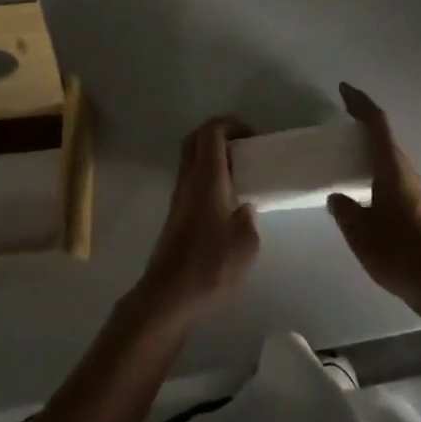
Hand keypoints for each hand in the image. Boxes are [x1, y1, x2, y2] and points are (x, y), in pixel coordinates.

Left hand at [133, 116, 260, 326]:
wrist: (168, 297)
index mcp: (207, 178)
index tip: (251, 137)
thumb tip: (244, 208)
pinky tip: (225, 199)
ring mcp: (178, 196)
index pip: (212, 132)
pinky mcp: (175, 214)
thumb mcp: (246, 245)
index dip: (231, 125)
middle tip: (243, 148)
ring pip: (192, 158)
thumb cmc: (210, 266)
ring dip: (212, 155)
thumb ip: (249, 219)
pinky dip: (207, 175)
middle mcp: (189, 179)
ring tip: (238, 173)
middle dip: (219, 134)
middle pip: (196, 138)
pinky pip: (191, 178)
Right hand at [327, 83, 420, 314]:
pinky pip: (391, 172)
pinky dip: (375, 165)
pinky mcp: (416, 206)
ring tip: (347, 149)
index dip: (360, 103)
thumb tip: (337, 197)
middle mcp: (405, 170)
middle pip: (383, 135)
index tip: (344, 89)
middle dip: (363, 121)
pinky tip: (363, 185)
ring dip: (370, 145)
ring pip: (388, 155)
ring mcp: (413, 188)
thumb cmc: (400, 253)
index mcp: (391, 167)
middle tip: (341, 117)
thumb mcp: (361, 233)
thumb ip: (345, 211)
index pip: (376, 124)